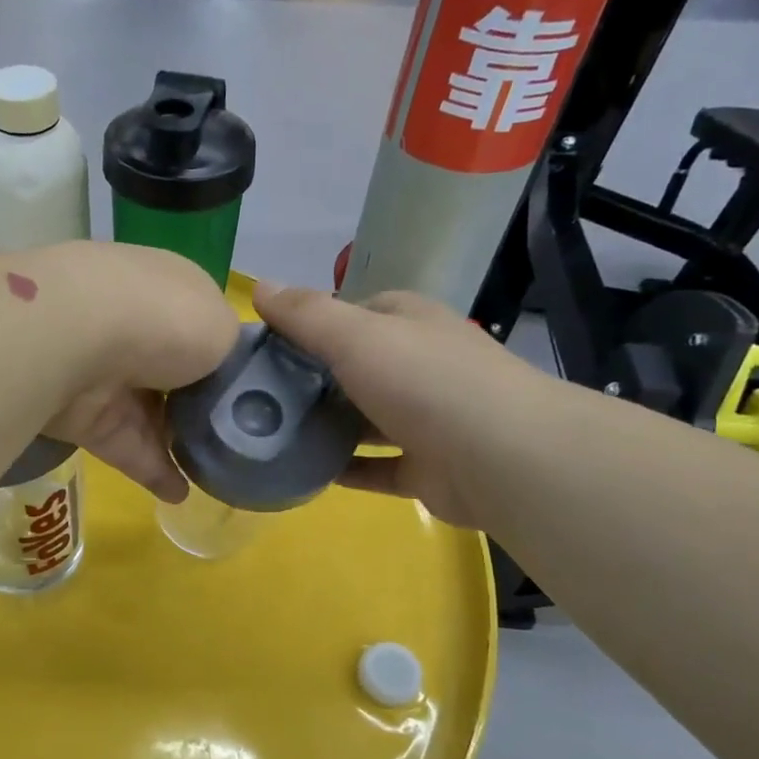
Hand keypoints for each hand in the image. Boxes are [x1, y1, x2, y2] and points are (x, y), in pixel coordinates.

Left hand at [35, 243, 239, 501]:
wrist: (79, 340)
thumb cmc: (166, 321)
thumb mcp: (224, 328)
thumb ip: (230, 352)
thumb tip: (221, 369)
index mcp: (170, 290)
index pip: (201, 326)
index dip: (226, 360)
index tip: (254, 396)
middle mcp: (137, 326)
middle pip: (176, 374)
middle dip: (202, 405)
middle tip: (239, 442)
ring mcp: (107, 371)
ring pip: (151, 414)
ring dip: (179, 443)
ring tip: (217, 475)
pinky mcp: (86, 417)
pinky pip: (128, 447)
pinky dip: (153, 472)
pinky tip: (181, 496)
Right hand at [253, 280, 552, 525]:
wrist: (500, 458)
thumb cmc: (423, 381)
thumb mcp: (355, 336)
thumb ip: (306, 314)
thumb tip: (260, 285)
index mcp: (410, 323)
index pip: (353, 313)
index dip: (310, 325)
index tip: (266, 347)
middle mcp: (421, 365)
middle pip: (356, 368)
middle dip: (312, 381)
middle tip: (258, 397)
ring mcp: (428, 418)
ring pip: (366, 419)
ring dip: (327, 427)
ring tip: (272, 436)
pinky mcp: (428, 467)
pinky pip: (377, 467)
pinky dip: (346, 469)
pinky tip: (305, 473)